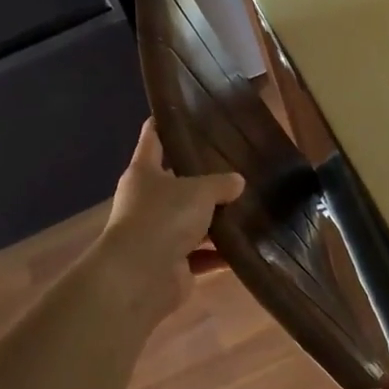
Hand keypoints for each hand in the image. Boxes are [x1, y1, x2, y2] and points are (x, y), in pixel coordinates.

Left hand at [92, 121, 242, 324]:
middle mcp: (147, 200)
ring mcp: (158, 234)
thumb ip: (221, 183)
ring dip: (214, 218)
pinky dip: (220, 252)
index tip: (185, 110)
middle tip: (235, 162)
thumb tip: (237, 181)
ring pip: (191, 220)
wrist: (140, 278)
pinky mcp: (172, 264)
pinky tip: (246, 244)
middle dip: (203, 176)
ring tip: (248, 203)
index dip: (166, 122)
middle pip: (176, 181)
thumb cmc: (163, 218)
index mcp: (145, 172)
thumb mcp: (199, 191)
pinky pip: (201, 254)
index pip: (153, 138)